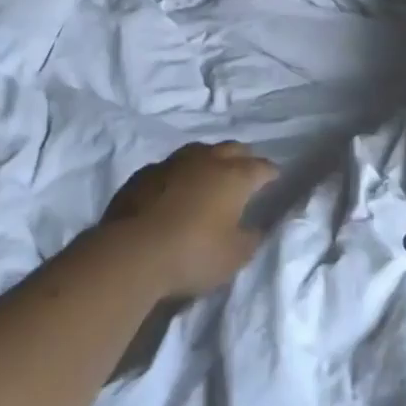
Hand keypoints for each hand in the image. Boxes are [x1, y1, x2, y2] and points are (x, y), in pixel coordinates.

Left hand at [98, 141, 278, 296]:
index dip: (271, 173)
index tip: (275, 179)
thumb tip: (255, 228)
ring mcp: (172, 164)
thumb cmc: (193, 254)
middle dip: (243, 158)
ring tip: (211, 174)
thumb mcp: (234, 256)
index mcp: (234, 177)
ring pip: (199, 151)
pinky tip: (176, 187)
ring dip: (210, 160)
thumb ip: (250, 238)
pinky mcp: (143, 175)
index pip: (261, 168)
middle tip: (246, 172)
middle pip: (232, 149)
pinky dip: (180, 173)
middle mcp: (206, 161)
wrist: (131, 252)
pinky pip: (170, 166)